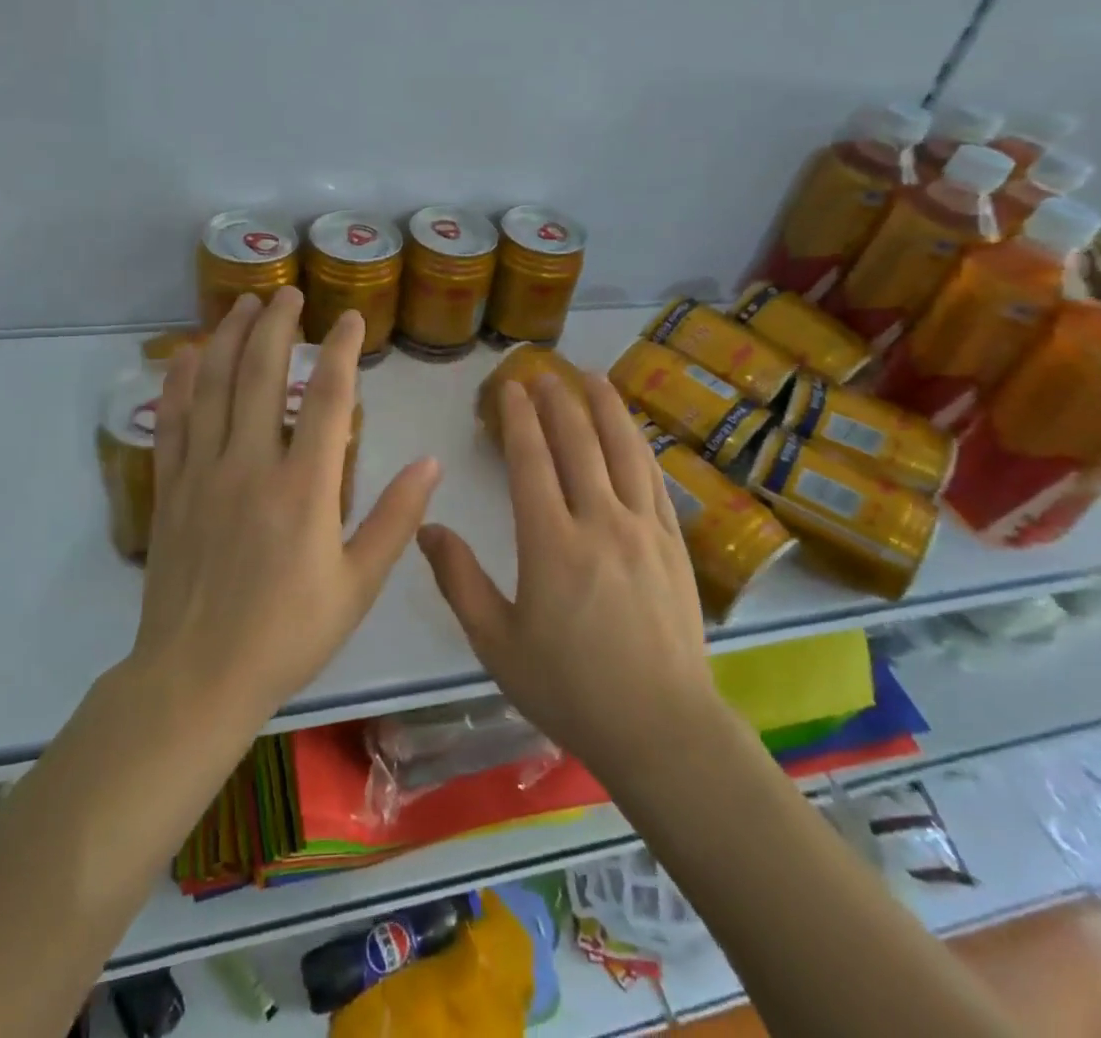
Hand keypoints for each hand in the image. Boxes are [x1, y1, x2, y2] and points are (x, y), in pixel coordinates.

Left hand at [131, 288, 441, 726]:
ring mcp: (203, 474)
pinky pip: (172, 422)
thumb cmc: (288, 634)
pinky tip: (186, 355)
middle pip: (261, 375)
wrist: (197, 678)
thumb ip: (395, 520)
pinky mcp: (171, 490)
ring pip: (213, 387)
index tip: (349, 318)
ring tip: (244, 304)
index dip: (340, 350)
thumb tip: (430, 464)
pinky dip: (179, 382)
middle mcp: (250, 466)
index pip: (325, 398)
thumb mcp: (358, 586)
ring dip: (229, 338)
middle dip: (278, 325)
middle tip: (290, 293)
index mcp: (304, 488)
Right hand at [418, 373, 720, 782]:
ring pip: (624, 450)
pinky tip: (632, 432)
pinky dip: (639, 445)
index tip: (510, 387)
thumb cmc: (569, 688)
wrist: (661, 727)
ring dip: (606, 408)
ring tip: (593, 377)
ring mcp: (643, 529)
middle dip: (559, 402)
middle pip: (578, 444)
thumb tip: (427, 528)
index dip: (519, 418)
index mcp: (550, 543)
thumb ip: (458, 580)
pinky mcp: (673, 543)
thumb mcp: (496, 643)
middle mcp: (599, 522)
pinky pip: (654, 479)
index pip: (532, 460)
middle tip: (544, 373)